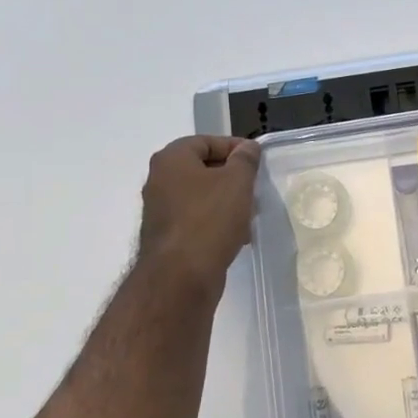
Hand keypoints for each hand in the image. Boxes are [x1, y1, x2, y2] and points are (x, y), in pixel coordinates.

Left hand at [135, 135, 261, 293]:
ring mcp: (161, 210)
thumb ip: (245, 160)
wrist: (181, 276)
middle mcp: (159, 181)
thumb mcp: (237, 182)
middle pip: (202, 169)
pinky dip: (216, 222)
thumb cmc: (209, 219)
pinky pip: (196, 220)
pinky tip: (237, 236)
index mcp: (171, 160)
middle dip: (232, 177)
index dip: (234, 147)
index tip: (258, 161)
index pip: (206, 141)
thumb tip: (248, 147)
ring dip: (227, 202)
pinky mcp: (168, 236)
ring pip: (201, 196)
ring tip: (250, 214)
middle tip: (256, 188)